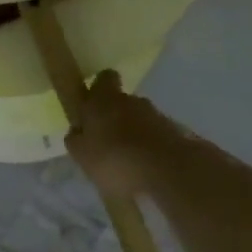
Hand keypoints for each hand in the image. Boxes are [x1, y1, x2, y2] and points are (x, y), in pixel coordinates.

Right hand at [65, 71, 177, 198]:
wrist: (168, 173)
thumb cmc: (114, 160)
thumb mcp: (82, 155)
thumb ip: (76, 140)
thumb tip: (76, 131)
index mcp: (104, 100)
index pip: (104, 78)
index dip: (99, 89)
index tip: (92, 106)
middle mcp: (131, 101)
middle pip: (121, 102)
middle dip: (115, 117)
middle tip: (106, 142)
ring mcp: (156, 116)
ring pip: (140, 120)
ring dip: (133, 134)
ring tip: (127, 161)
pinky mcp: (175, 134)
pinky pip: (156, 137)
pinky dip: (150, 148)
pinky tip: (145, 169)